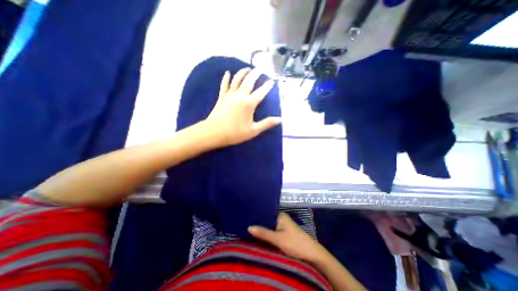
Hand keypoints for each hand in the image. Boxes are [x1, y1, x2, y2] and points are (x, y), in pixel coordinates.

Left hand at [204, 67, 281, 145]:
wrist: (214, 133)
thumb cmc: (235, 133)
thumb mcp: (253, 130)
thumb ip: (267, 123)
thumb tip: (280, 119)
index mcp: (249, 103)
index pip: (261, 92)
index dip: (268, 86)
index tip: (272, 81)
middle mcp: (240, 95)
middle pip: (249, 81)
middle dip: (256, 73)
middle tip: (260, 68)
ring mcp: (229, 95)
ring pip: (237, 79)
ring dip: (243, 72)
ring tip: (248, 68)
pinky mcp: (221, 97)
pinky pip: (224, 85)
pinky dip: (226, 78)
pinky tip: (227, 72)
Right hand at [248, 211, 327, 263]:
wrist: (312, 254)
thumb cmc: (295, 243)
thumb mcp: (278, 239)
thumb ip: (263, 233)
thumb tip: (248, 227)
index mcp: (280, 215)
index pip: (265, 212)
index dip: (256, 215)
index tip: (246, 216)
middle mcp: (281, 218)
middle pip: (267, 220)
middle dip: (258, 223)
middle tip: (245, 224)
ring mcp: (283, 226)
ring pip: (269, 226)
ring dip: (262, 229)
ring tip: (248, 229)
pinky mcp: (284, 234)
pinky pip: (272, 232)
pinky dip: (267, 234)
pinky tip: (259, 236)